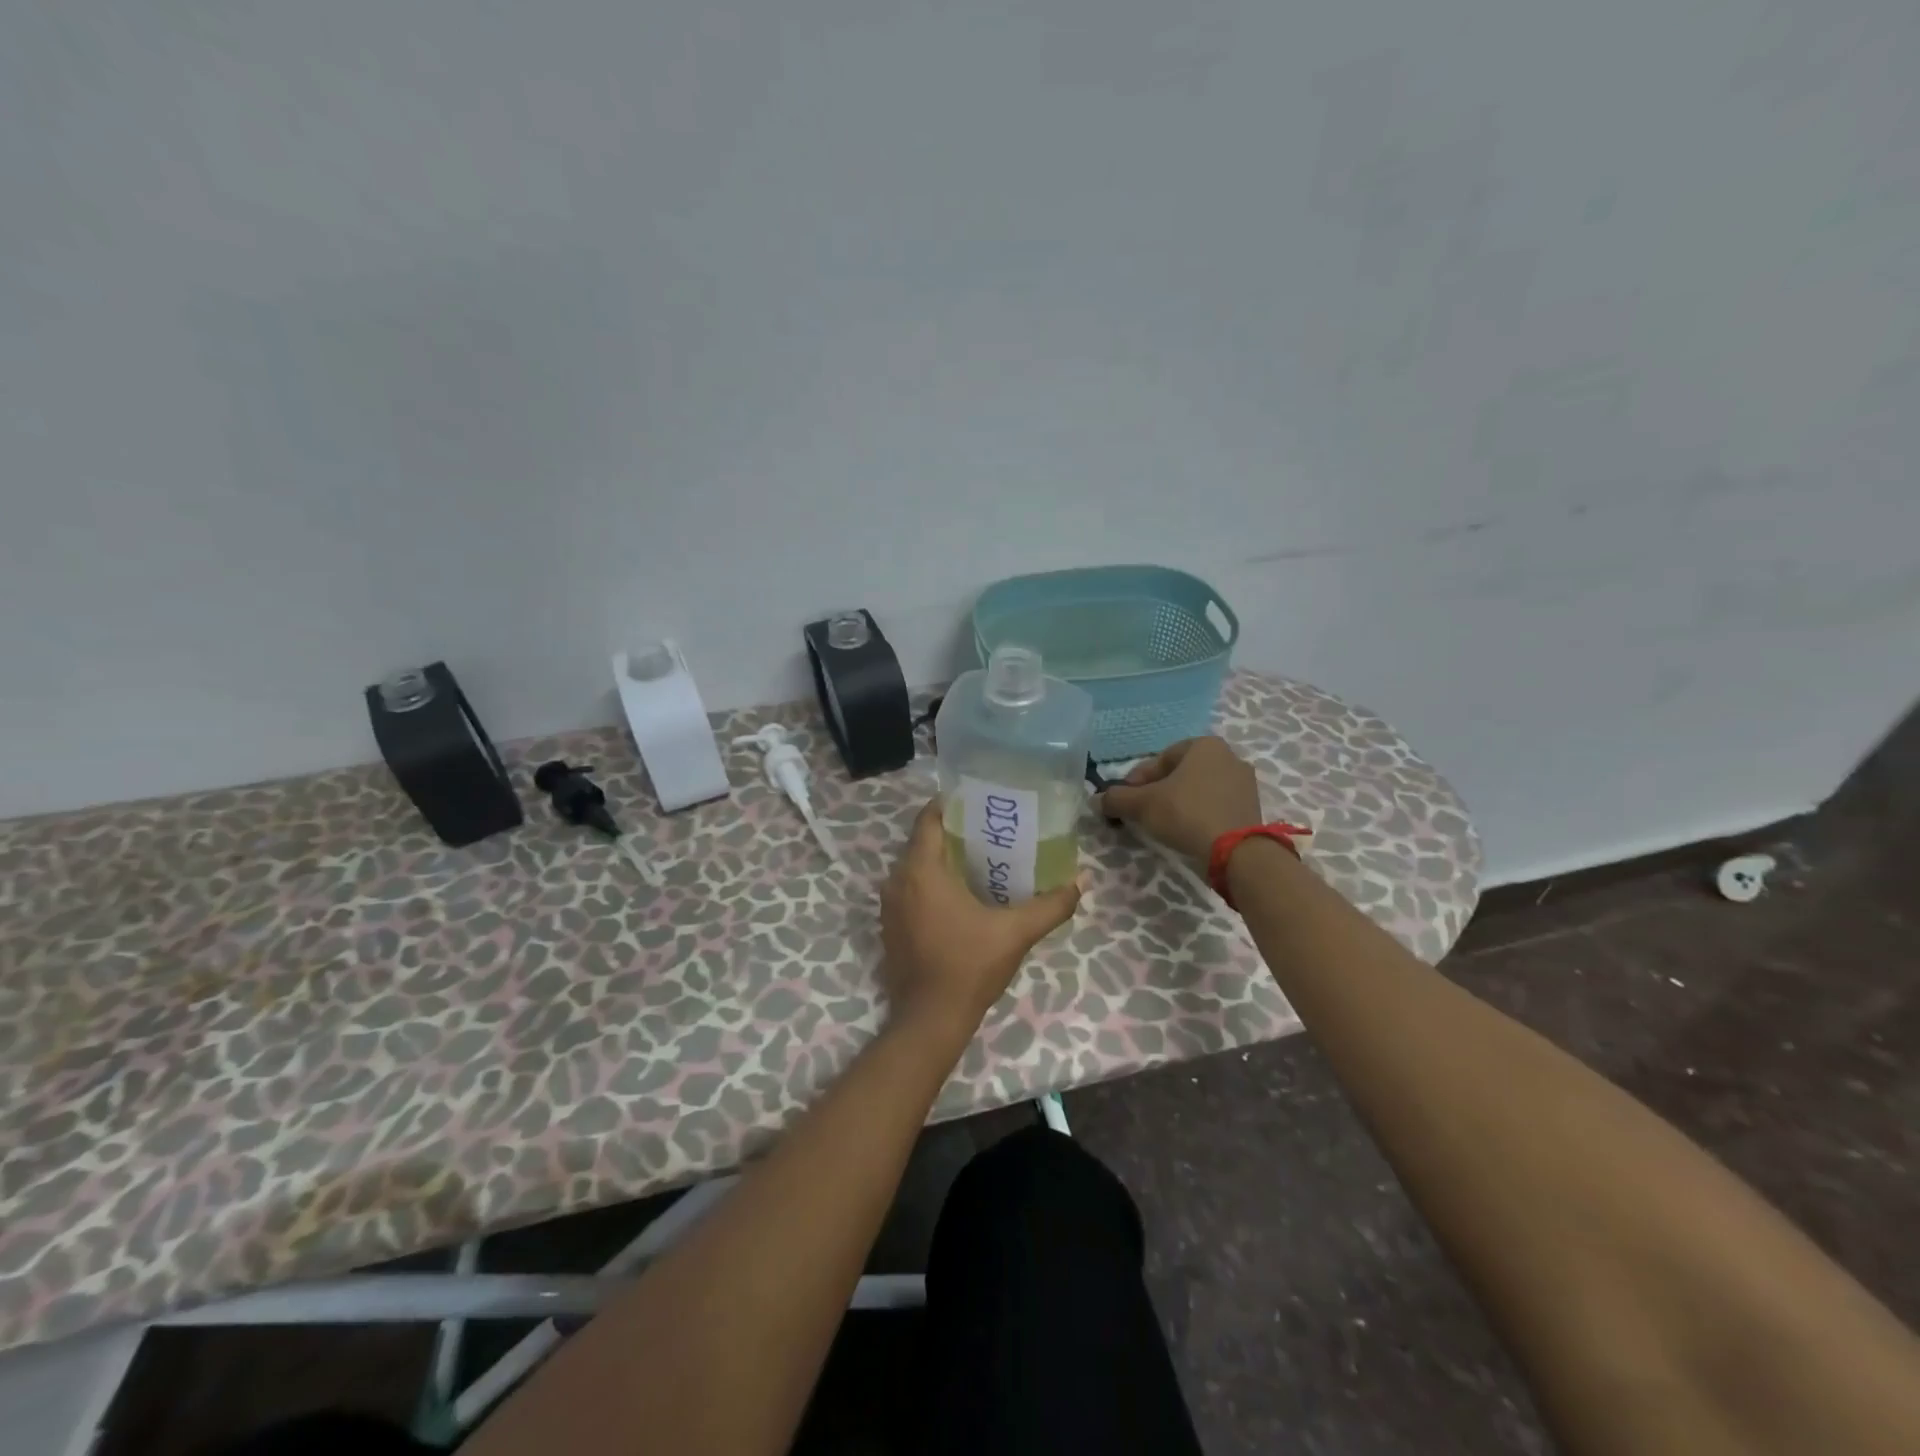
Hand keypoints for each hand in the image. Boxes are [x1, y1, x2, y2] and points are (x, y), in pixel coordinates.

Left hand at [880, 799, 1082, 1039]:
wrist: (930, 1020)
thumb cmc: (969, 966)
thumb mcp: (1016, 933)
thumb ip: (1051, 905)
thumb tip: (1083, 881)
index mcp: (921, 871)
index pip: (928, 819)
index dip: (950, 805)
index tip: (978, 802)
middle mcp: (897, 881)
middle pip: (923, 842)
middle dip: (952, 833)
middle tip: (989, 831)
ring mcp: (889, 906)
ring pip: (915, 867)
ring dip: (941, 860)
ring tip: (979, 861)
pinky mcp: (889, 927)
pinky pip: (909, 890)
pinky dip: (930, 884)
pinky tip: (959, 896)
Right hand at [1098, 736, 1261, 862]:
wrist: (1237, 851)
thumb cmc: (1186, 813)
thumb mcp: (1143, 804)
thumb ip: (1117, 799)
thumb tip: (1096, 800)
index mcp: (1204, 745)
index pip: (1159, 759)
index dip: (1136, 780)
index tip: (1126, 800)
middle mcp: (1228, 756)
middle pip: (1180, 773)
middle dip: (1158, 791)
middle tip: (1142, 812)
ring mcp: (1244, 782)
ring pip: (1198, 789)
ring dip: (1178, 803)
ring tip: (1163, 824)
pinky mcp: (1252, 807)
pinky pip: (1215, 804)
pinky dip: (1198, 813)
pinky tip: (1187, 831)